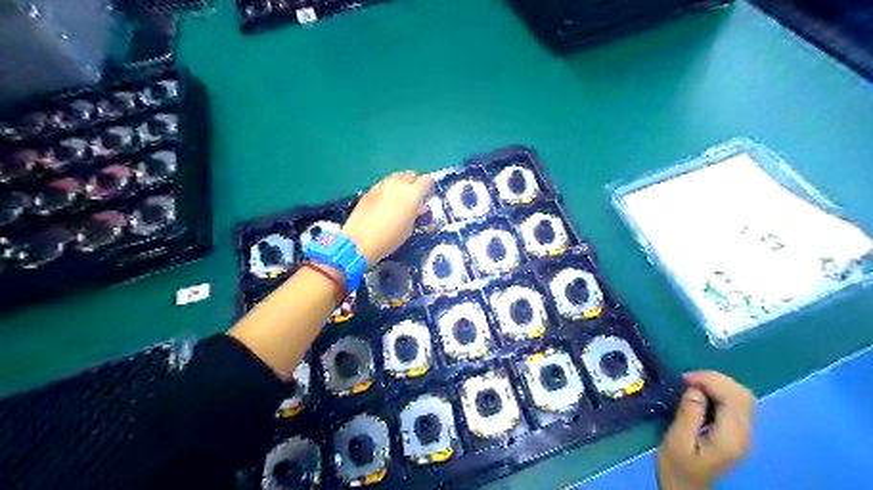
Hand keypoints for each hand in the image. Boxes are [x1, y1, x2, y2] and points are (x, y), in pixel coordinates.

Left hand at [342, 171, 434, 265]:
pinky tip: (385, 201)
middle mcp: (398, 185)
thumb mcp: (409, 227)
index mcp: (412, 194)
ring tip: (399, 197)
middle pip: (410, 174)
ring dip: (400, 184)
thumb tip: (419, 206)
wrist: (361, 240)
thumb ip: (415, 213)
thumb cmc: (390, 237)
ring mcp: (382, 185)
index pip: (426, 180)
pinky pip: (383, 184)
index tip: (428, 192)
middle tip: (413, 195)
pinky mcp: (370, 190)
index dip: (429, 185)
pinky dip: (388, 189)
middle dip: (414, 182)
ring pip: (396, 177)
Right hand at [658, 371, 754, 489]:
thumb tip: (695, 389)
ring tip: (693, 384)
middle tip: (688, 379)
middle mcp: (744, 435)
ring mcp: (743, 435)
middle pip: (743, 395)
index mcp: (731, 438)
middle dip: (716, 379)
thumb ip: (688, 414)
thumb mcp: (676, 441)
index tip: (684, 379)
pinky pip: (736, 405)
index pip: (733, 397)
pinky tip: (702, 394)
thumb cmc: (677, 468)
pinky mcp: (737, 434)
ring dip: (718, 384)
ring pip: (743, 397)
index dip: (710, 380)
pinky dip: (720, 393)